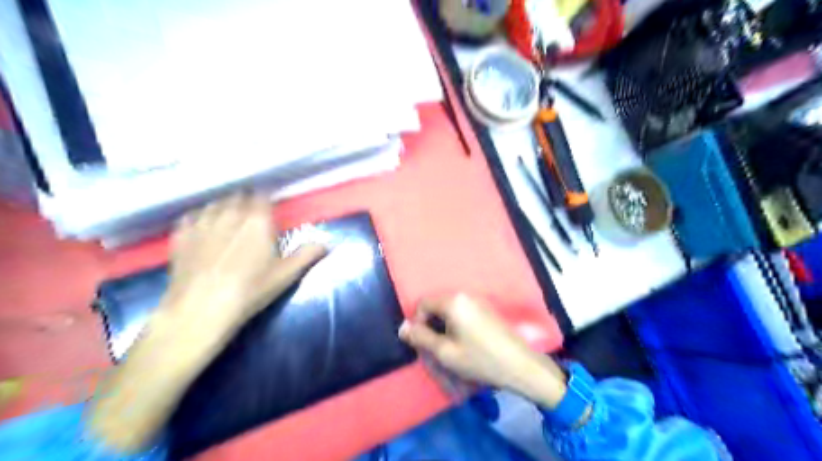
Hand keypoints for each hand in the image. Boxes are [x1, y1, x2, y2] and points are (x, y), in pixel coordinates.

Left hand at [164, 194, 327, 340]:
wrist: (202, 308)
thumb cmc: (250, 289)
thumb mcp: (286, 274)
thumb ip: (307, 255)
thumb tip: (326, 243)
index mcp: (257, 220)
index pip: (262, 196)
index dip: (266, 199)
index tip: (270, 206)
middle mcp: (229, 214)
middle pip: (238, 197)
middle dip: (246, 202)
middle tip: (251, 215)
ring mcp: (202, 223)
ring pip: (214, 204)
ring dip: (223, 208)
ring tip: (228, 219)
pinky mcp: (181, 235)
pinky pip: (191, 217)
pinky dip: (199, 218)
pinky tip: (202, 228)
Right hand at [401, 296, 568, 406]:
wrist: (520, 365)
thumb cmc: (480, 359)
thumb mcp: (445, 352)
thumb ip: (421, 338)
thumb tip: (402, 327)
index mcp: (453, 301)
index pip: (423, 304)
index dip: (418, 323)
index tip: (424, 344)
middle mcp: (465, 295)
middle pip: (436, 305)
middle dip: (431, 325)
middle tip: (437, 348)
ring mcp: (478, 301)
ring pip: (449, 310)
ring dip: (443, 326)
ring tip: (451, 347)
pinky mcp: (487, 309)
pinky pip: (462, 312)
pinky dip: (456, 325)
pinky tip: (466, 343)